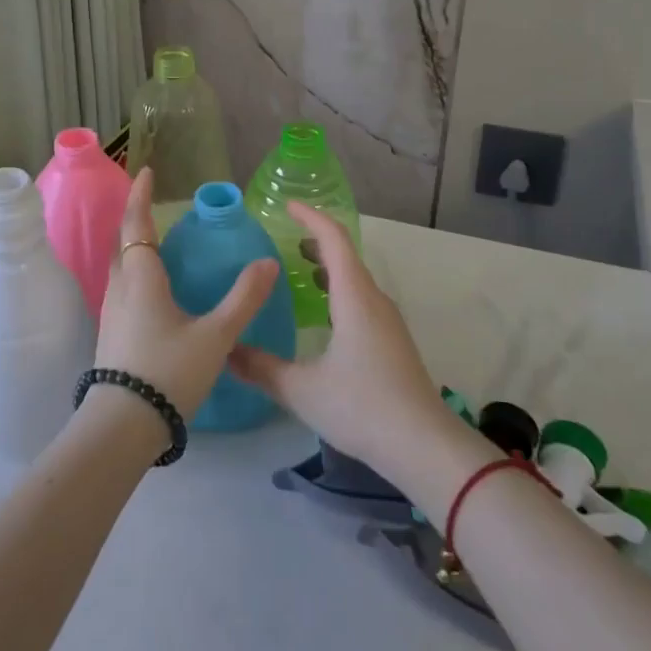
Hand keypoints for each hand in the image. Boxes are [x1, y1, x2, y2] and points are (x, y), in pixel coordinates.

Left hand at [96, 168, 278, 421]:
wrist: (123, 427)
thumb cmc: (169, 371)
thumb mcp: (216, 335)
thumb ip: (244, 298)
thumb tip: (268, 262)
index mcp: (141, 277)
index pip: (136, 224)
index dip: (140, 196)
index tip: (146, 171)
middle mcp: (121, 288)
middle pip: (123, 242)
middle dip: (136, 218)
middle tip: (154, 204)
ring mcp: (112, 312)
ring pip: (120, 266)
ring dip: (134, 246)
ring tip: (158, 242)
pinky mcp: (112, 334)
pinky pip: (123, 287)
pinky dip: (136, 272)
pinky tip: (155, 289)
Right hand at [227, 202, 448, 480]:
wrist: (424, 445)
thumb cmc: (362, 406)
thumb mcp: (302, 389)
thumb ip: (262, 368)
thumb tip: (227, 351)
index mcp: (354, 297)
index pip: (333, 239)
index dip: (310, 217)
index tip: (287, 206)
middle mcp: (374, 300)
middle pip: (346, 256)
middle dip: (316, 241)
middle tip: (284, 241)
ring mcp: (388, 321)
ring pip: (355, 280)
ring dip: (329, 268)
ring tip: (299, 272)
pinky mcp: (393, 342)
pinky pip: (362, 300)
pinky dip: (339, 291)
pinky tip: (324, 316)